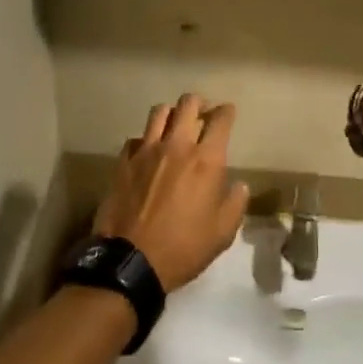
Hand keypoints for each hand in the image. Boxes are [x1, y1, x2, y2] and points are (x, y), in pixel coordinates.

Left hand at [93, 94, 249, 290]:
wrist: (131, 260)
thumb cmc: (183, 248)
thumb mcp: (222, 233)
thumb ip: (235, 204)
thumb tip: (239, 186)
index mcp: (206, 161)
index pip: (220, 120)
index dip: (226, 111)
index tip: (228, 111)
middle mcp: (176, 146)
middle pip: (187, 104)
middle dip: (198, 103)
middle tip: (202, 112)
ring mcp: (146, 151)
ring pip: (159, 112)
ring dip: (171, 113)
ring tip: (175, 123)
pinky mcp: (123, 161)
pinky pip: (136, 137)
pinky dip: (145, 138)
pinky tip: (148, 150)